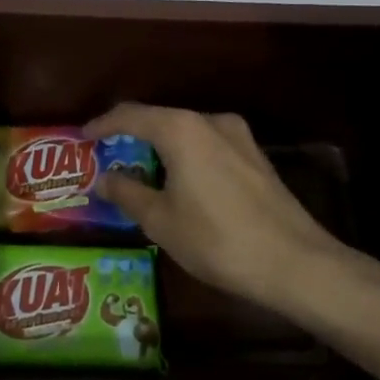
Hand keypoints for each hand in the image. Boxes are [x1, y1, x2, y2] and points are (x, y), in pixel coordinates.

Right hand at [85, 104, 338, 309]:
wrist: (296, 263)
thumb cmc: (218, 239)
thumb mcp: (161, 221)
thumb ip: (127, 193)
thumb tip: (103, 178)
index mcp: (181, 130)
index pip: (130, 115)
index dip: (103, 125)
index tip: (83, 138)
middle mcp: (210, 121)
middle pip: (160, 120)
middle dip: (132, 137)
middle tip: (109, 159)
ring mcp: (238, 137)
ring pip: (186, 133)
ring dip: (160, 149)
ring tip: (141, 173)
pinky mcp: (256, 158)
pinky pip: (208, 147)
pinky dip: (186, 158)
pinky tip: (181, 183)